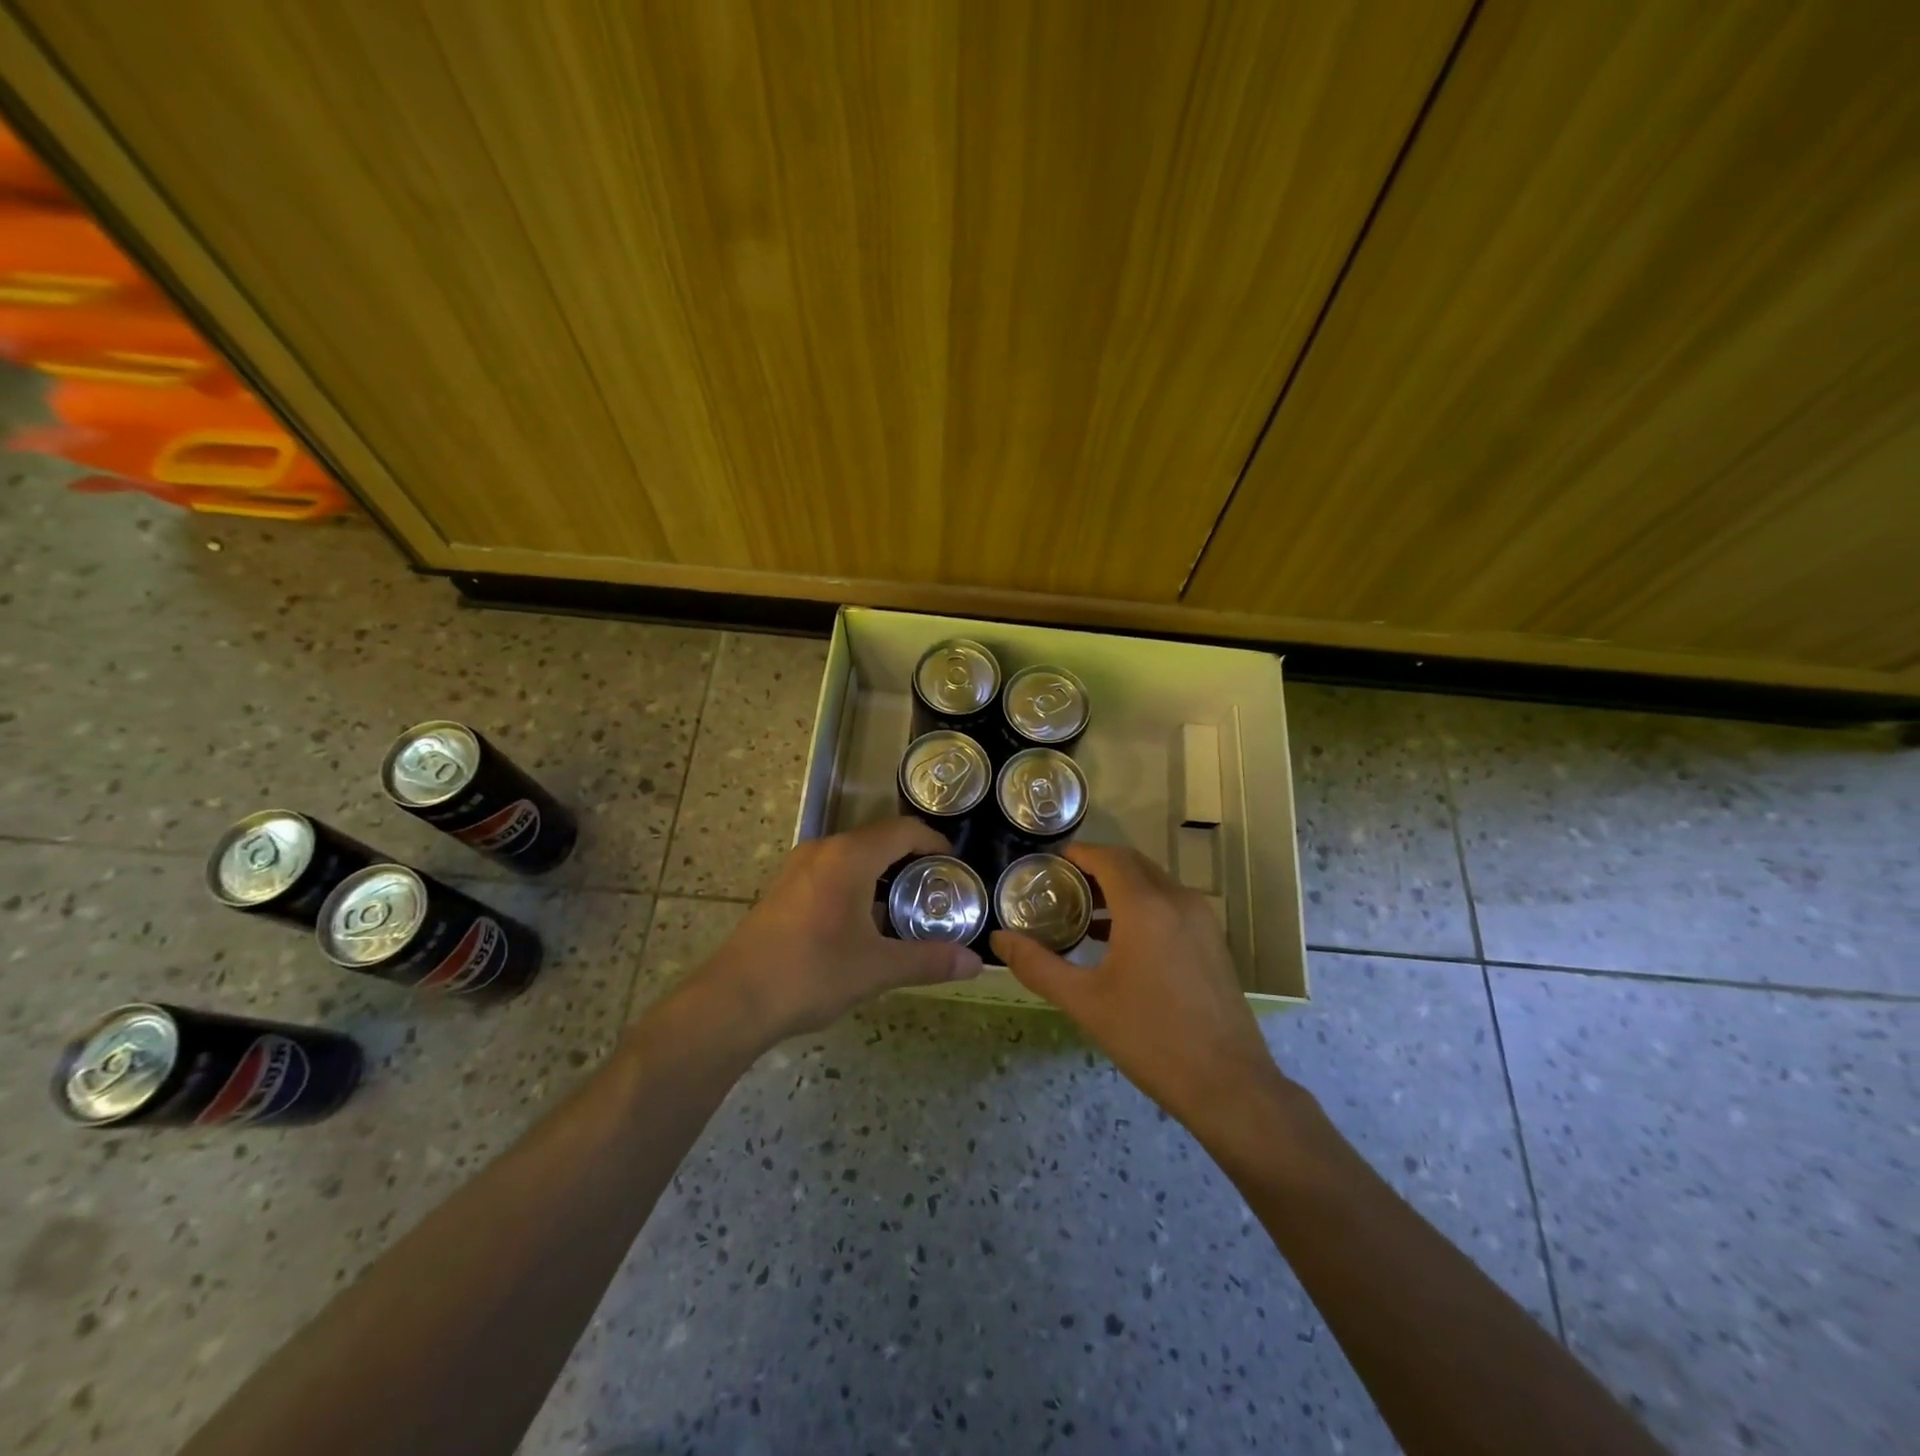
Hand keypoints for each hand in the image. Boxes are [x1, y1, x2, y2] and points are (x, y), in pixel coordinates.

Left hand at [691, 817, 983, 1046]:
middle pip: (878, 840)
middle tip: (937, 891)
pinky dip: (857, 885)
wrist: (733, 1001)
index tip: (955, 867)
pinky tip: (864, 923)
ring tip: (906, 907)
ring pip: (853, 856)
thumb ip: (928, 960)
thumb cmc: (810, 974)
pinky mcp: (783, 888)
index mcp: (848, 857)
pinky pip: (832, 871)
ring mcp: (798, 868)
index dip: (934, 842)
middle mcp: (822, 850)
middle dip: (911, 860)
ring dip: (882, 874)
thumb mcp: (876, 969)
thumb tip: (975, 963)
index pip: (903, 830)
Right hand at [991, 844, 1287, 1133]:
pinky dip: (1143, 906)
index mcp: (1146, 907)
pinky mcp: (1213, 942)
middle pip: (1133, 864)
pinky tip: (1120, 941)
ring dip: (1121, 887)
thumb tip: (998, 940)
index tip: (1050, 862)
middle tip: (1061, 886)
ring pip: (1155, 883)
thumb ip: (1037, 965)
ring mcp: (1202, 920)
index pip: (1109, 858)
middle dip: (1097, 867)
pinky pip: (1172, 905)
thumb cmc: (1150, 1038)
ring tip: (1084, 913)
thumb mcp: (1084, 1002)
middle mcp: (1178, 901)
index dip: (1079, 854)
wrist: (1228, 1085)